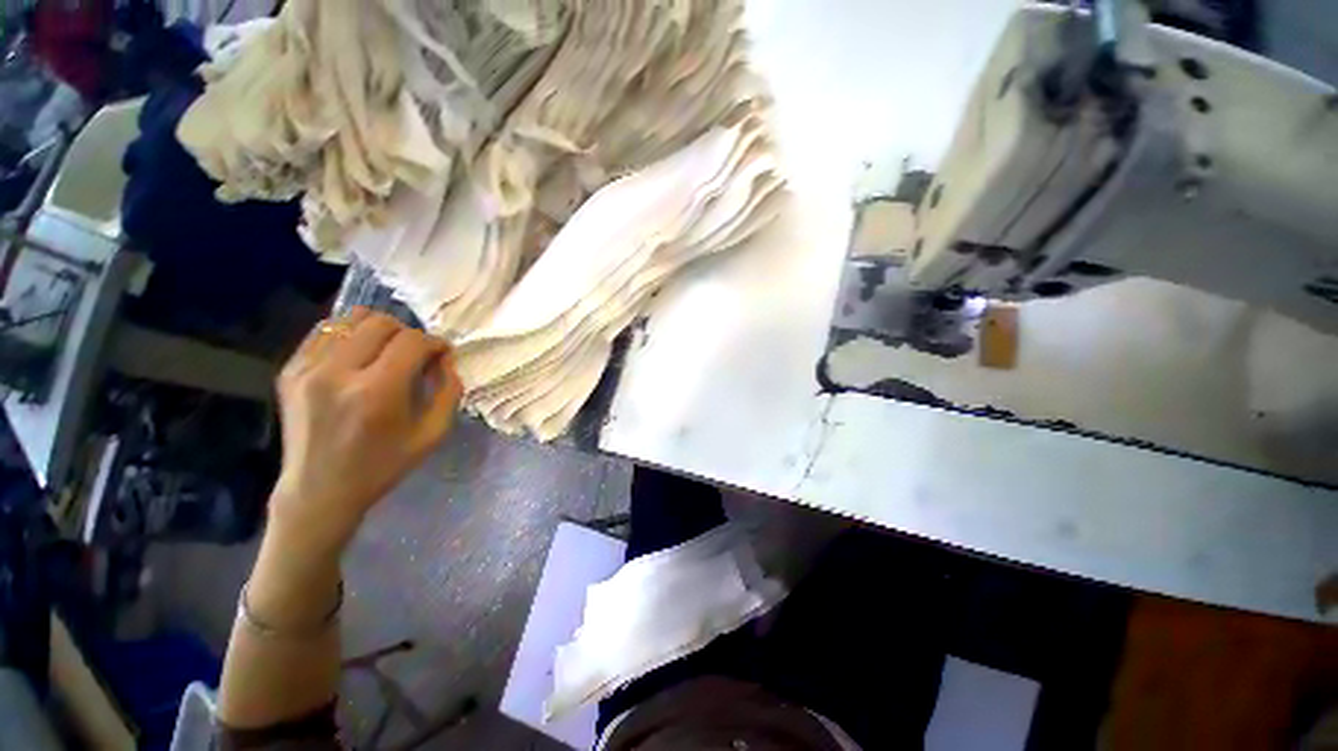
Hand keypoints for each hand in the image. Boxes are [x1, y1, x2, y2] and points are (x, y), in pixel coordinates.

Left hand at [269, 308, 461, 553]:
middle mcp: (338, 373)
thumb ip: (448, 390)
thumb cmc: (383, 465)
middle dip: (408, 333)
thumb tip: (444, 358)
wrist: (319, 491)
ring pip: (350, 320)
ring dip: (378, 330)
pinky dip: (349, 336)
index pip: (413, 341)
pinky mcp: (290, 370)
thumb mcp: (433, 434)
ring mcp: (307, 369)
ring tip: (386, 351)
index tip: (441, 354)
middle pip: (381, 322)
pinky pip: (325, 331)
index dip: (435, 342)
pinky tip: (358, 356)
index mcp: (377, 392)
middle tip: (415, 353)